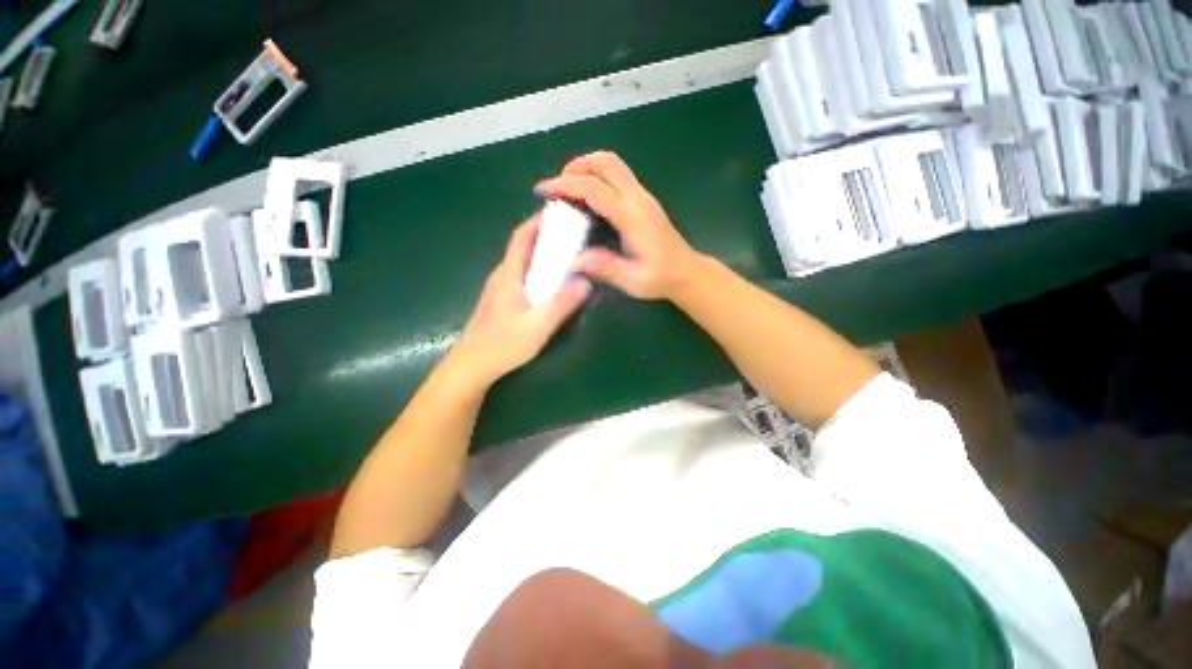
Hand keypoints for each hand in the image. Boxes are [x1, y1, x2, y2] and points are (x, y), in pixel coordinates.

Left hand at [453, 216, 590, 385]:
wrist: (471, 366)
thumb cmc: (503, 345)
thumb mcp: (538, 326)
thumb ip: (562, 304)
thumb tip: (586, 282)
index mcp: (509, 275)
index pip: (521, 238)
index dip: (538, 222)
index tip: (559, 214)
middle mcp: (501, 276)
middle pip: (523, 247)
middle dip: (545, 237)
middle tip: (571, 236)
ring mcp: (498, 289)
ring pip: (522, 263)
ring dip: (541, 255)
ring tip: (566, 256)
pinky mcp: (500, 301)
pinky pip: (521, 276)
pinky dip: (537, 271)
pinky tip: (550, 284)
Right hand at [534, 151, 698, 300]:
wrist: (687, 273)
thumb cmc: (661, 278)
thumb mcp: (633, 280)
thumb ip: (605, 268)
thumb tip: (573, 261)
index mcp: (632, 217)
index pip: (595, 188)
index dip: (566, 185)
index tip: (543, 190)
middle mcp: (638, 199)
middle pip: (606, 162)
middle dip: (577, 166)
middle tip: (557, 186)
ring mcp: (643, 196)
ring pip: (613, 164)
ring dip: (587, 167)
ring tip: (568, 188)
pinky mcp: (643, 200)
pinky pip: (617, 175)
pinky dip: (597, 176)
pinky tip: (587, 197)